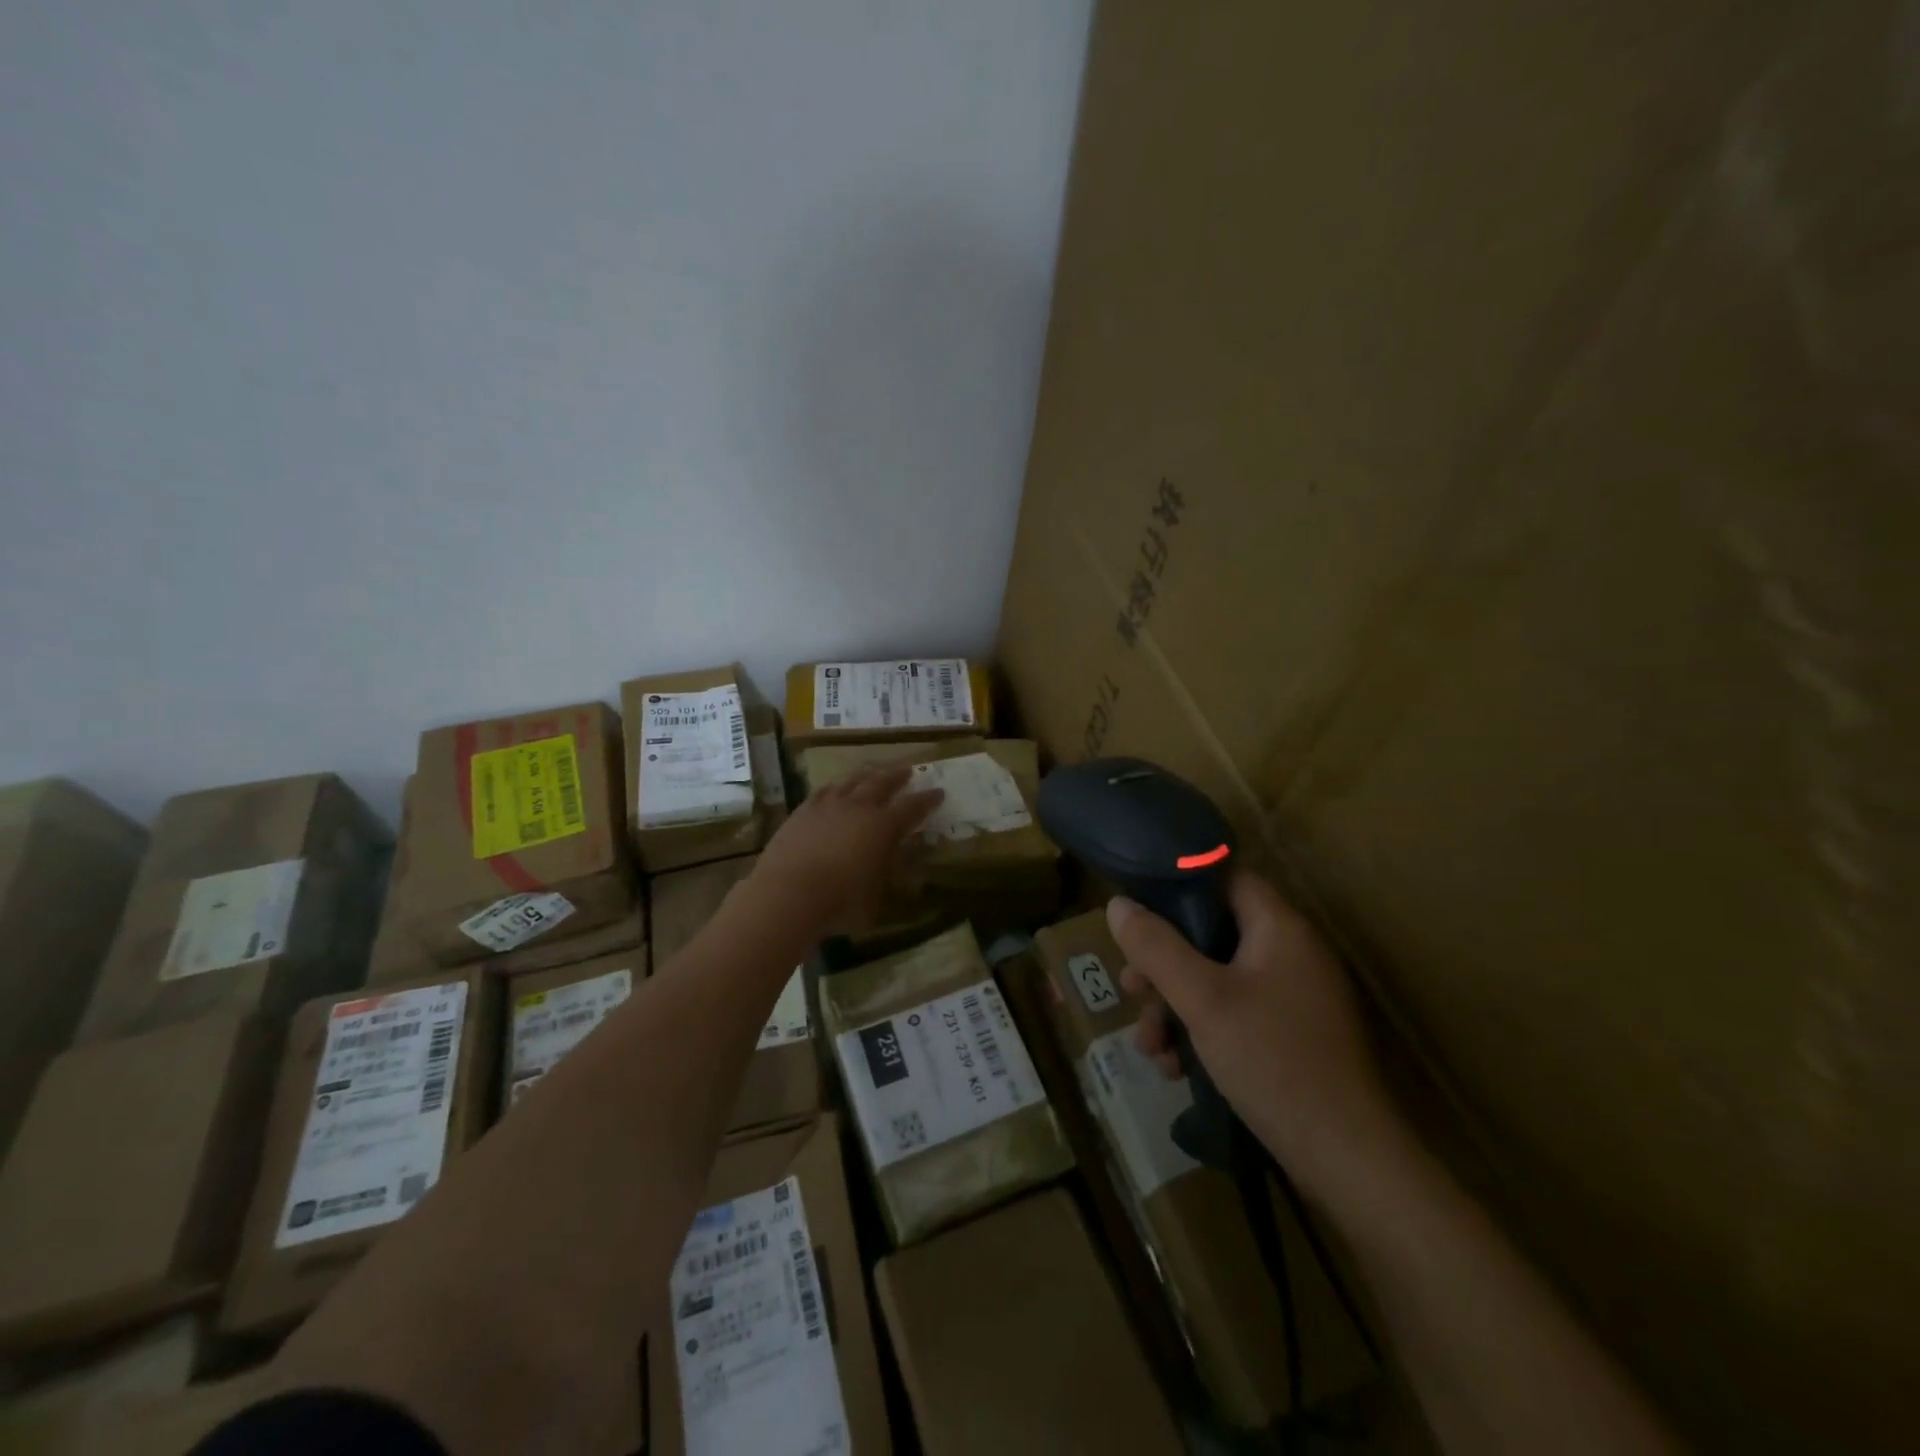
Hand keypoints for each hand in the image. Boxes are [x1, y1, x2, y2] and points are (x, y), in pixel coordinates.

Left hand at [751, 763, 942, 936]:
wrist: (788, 893)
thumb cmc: (840, 902)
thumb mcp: (875, 898)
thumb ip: (885, 877)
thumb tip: (894, 868)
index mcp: (883, 827)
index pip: (912, 808)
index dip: (927, 800)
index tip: (939, 792)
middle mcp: (859, 808)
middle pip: (882, 783)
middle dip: (897, 776)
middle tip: (908, 770)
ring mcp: (828, 806)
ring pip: (852, 781)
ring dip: (867, 774)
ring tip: (873, 771)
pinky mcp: (803, 811)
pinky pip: (824, 790)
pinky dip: (835, 786)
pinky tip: (836, 786)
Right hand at [1109, 870, 1404, 1199]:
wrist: (1347, 1161)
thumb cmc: (1273, 1061)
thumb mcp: (1202, 1000)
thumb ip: (1157, 947)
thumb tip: (1117, 904)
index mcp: (1280, 928)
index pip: (1224, 878)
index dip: (1177, 887)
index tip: (1136, 912)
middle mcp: (1290, 953)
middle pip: (1211, 934)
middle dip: (1163, 964)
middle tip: (1131, 990)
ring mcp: (1292, 997)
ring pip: (1216, 979)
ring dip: (1174, 1006)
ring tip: (1150, 1047)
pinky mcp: (1289, 1035)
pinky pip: (1234, 1013)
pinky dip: (1201, 1032)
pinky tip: (1175, 1068)